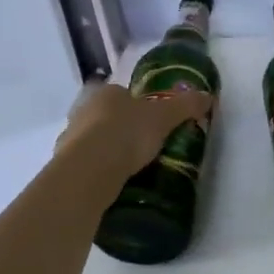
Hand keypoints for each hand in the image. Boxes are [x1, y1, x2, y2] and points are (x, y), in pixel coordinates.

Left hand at [55, 80, 212, 190]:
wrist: (89, 168)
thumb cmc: (127, 133)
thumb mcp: (164, 118)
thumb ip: (185, 106)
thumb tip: (208, 96)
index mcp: (107, 93)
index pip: (124, 94)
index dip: (140, 107)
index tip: (153, 123)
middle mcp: (84, 109)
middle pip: (108, 115)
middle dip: (123, 127)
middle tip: (144, 145)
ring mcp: (70, 135)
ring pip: (95, 138)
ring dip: (108, 148)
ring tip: (130, 166)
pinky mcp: (64, 162)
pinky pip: (87, 162)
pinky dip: (98, 168)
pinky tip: (113, 179)